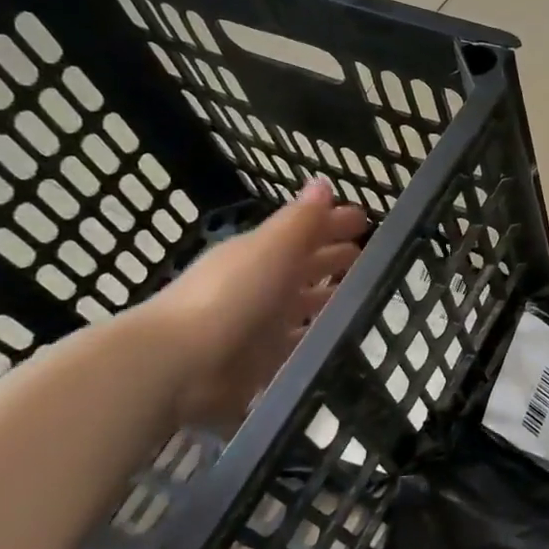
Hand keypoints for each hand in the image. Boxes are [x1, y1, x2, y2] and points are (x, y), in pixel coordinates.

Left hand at [142, 181, 367, 427]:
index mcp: (260, 253)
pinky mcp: (262, 362)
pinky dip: (316, 338)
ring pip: (302, 305)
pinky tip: (339, 340)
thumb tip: (323, 183)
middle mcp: (259, 284)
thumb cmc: (231, 296)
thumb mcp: (271, 248)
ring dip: (328, 299)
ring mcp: (260, 324)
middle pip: (302, 267)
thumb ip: (301, 220)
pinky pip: (297, 343)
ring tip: (363, 299)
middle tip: (367, 257)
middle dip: (332, 258)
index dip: (331, 223)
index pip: (303, 231)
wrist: (181, 365)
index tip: (364, 220)